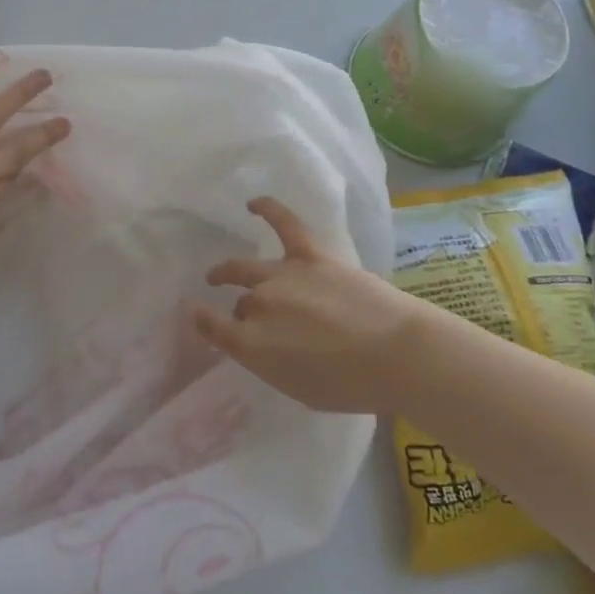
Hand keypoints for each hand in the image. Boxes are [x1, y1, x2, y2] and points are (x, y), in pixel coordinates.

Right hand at [193, 198, 430, 414]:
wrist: (397, 355)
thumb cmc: (352, 386)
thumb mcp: (299, 389)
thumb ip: (268, 363)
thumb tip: (254, 342)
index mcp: (253, 345)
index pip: (213, 328)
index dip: (202, 321)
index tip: (197, 316)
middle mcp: (259, 306)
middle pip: (239, 304)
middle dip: (238, 313)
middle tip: (242, 319)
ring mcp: (283, 276)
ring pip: (245, 269)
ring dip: (229, 271)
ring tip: (219, 273)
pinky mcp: (311, 256)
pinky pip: (284, 225)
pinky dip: (268, 210)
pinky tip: (253, 204)